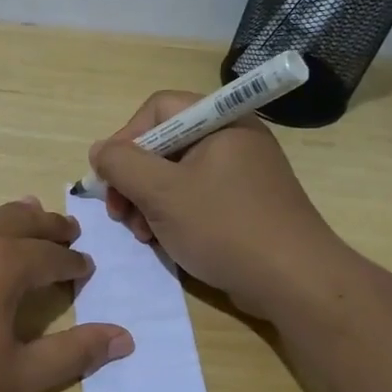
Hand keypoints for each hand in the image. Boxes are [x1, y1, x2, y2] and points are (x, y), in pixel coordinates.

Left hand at [0, 198, 133, 391]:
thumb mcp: (17, 378)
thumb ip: (74, 354)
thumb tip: (125, 337)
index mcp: (2, 262)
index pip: (52, 256)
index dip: (74, 264)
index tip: (84, 270)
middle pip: (19, 220)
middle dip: (49, 227)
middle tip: (67, 232)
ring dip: (9, 220)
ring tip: (24, 222)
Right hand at [88, 91, 348, 318]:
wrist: (293, 281)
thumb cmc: (224, 227)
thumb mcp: (162, 193)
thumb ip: (122, 164)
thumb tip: (99, 150)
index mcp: (220, 121)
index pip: (158, 109)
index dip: (126, 138)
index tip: (110, 177)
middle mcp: (233, 138)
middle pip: (164, 144)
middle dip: (134, 179)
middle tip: (120, 214)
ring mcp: (241, 173)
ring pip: (176, 175)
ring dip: (148, 203)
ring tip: (142, 234)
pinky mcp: (244, 204)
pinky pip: (196, 197)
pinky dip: (173, 215)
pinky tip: (164, 242)